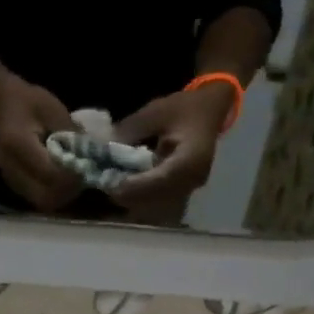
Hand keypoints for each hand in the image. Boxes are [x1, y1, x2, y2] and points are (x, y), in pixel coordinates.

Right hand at [0, 78, 81, 210]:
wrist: (3, 104)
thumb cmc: (30, 102)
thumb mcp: (55, 110)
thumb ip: (72, 136)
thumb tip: (91, 158)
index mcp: (18, 144)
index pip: (51, 174)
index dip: (72, 176)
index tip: (86, 167)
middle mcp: (10, 166)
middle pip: (45, 196)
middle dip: (68, 192)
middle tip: (81, 177)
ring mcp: (9, 177)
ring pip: (41, 201)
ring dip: (61, 195)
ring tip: (72, 179)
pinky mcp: (12, 184)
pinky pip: (36, 198)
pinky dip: (52, 193)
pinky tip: (59, 180)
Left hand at [109, 83, 235, 220]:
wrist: (209, 111)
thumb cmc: (185, 108)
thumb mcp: (156, 111)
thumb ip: (131, 129)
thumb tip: (105, 147)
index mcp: (192, 159)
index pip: (163, 180)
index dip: (137, 186)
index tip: (112, 185)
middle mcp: (193, 180)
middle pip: (159, 199)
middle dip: (131, 196)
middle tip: (106, 187)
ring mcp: (189, 189)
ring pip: (158, 205)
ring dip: (134, 200)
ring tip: (112, 188)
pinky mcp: (182, 191)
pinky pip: (159, 201)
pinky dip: (141, 198)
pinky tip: (125, 187)